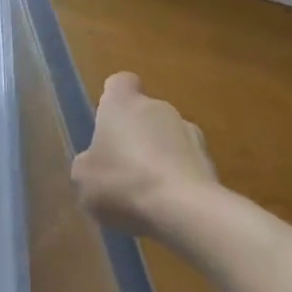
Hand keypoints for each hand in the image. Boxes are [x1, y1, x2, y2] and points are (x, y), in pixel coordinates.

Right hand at [72, 72, 216, 238]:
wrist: (182, 209)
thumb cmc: (121, 183)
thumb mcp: (82, 177)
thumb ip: (88, 161)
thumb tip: (96, 160)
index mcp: (123, 104)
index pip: (120, 83)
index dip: (113, 98)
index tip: (106, 120)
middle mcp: (159, 108)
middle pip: (144, 114)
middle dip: (133, 136)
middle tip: (119, 169)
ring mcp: (190, 132)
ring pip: (167, 139)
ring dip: (156, 157)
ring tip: (143, 193)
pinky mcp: (209, 160)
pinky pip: (184, 164)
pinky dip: (175, 178)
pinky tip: (165, 205)